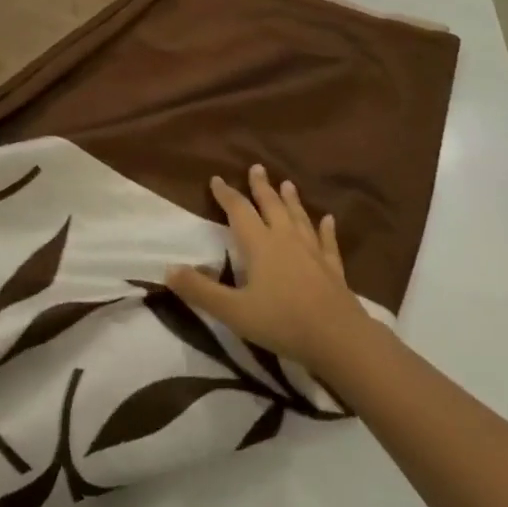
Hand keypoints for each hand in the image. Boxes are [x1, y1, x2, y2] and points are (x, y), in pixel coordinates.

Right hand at [167, 164, 367, 368]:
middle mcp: (285, 240)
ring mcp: (312, 252)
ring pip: (299, 218)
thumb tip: (168, 269)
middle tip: (256, 167)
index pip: (239, 211)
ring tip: (287, 184)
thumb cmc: (282, 322)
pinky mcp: (333, 269)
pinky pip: (327, 242)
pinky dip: (326, 229)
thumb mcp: (233, 311)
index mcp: (260, 245)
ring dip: (291, 200)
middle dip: (261, 187)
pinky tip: (328, 219)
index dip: (226, 194)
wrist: (339, 339)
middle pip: (271, 206)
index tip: (216, 179)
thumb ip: (200, 290)